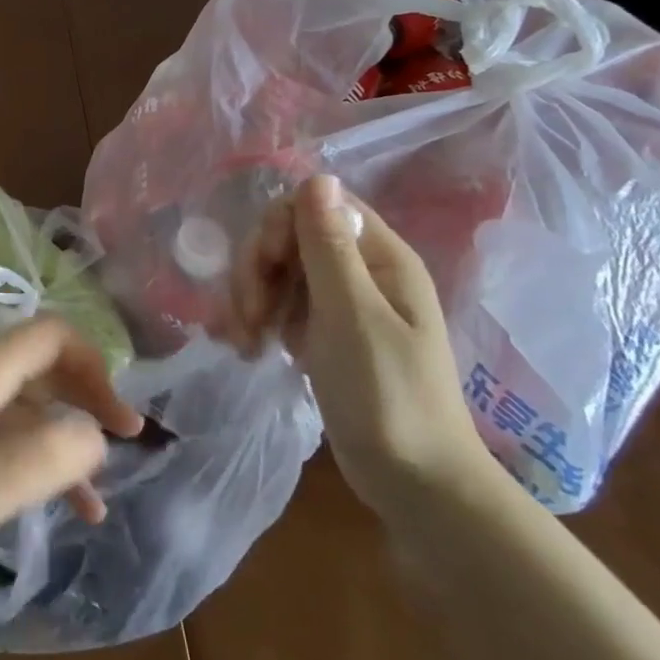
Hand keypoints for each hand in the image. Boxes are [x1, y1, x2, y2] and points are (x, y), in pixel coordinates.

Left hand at [0, 318, 144, 586]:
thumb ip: (44, 458)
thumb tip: (96, 435)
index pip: (52, 335)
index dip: (95, 366)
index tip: (122, 421)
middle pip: (41, 366)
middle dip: (86, 400)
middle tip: (123, 447)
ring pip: (22, 407)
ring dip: (61, 442)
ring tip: (95, 504)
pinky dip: (28, 459)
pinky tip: (46, 505)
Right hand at [228, 173, 488, 514]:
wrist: (415, 485)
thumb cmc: (388, 396)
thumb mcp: (352, 315)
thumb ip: (329, 246)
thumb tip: (317, 174)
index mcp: (380, 257)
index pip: (316, 205)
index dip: (279, 226)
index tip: (264, 267)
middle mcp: (361, 271)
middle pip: (290, 237)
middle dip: (258, 269)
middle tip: (248, 316)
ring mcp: (342, 304)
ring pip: (280, 271)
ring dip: (252, 297)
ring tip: (243, 341)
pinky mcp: (325, 334)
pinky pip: (282, 305)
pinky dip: (260, 320)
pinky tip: (249, 348)